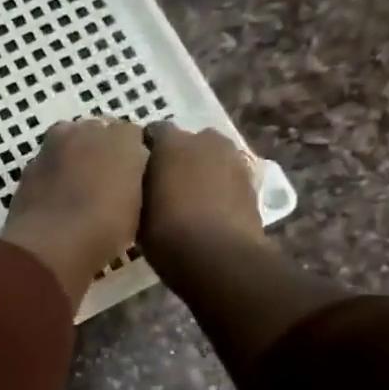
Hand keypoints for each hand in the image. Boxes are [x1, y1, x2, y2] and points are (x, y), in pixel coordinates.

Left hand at [0, 118, 148, 303]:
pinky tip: (55, 200)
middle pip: (98, 133)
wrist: (49, 245)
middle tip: (104, 184)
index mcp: (123, 138)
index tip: (130, 181)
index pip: (133, 136)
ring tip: (78, 191)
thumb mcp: (137, 210)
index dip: (132, 158)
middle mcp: (87, 131)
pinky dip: (52, 175)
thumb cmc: (104, 229)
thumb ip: (133, 182)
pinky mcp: (28, 165)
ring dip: (74, 159)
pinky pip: (47, 164)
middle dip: (101, 152)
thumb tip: (125, 178)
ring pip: (69, 144)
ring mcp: (53, 145)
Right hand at [140, 123, 268, 274]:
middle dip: (178, 157)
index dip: (145, 150)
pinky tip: (209, 210)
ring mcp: (233, 159)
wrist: (220, 257)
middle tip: (164, 184)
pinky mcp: (252, 182)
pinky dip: (219, 188)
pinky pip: (228, 178)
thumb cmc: (167, 233)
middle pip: (188, 142)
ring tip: (189, 198)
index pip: (153, 132)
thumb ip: (137, 188)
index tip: (137, 169)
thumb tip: (138, 183)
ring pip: (211, 158)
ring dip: (201, 171)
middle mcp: (204, 141)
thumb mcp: (136, 212)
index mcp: (171, 143)